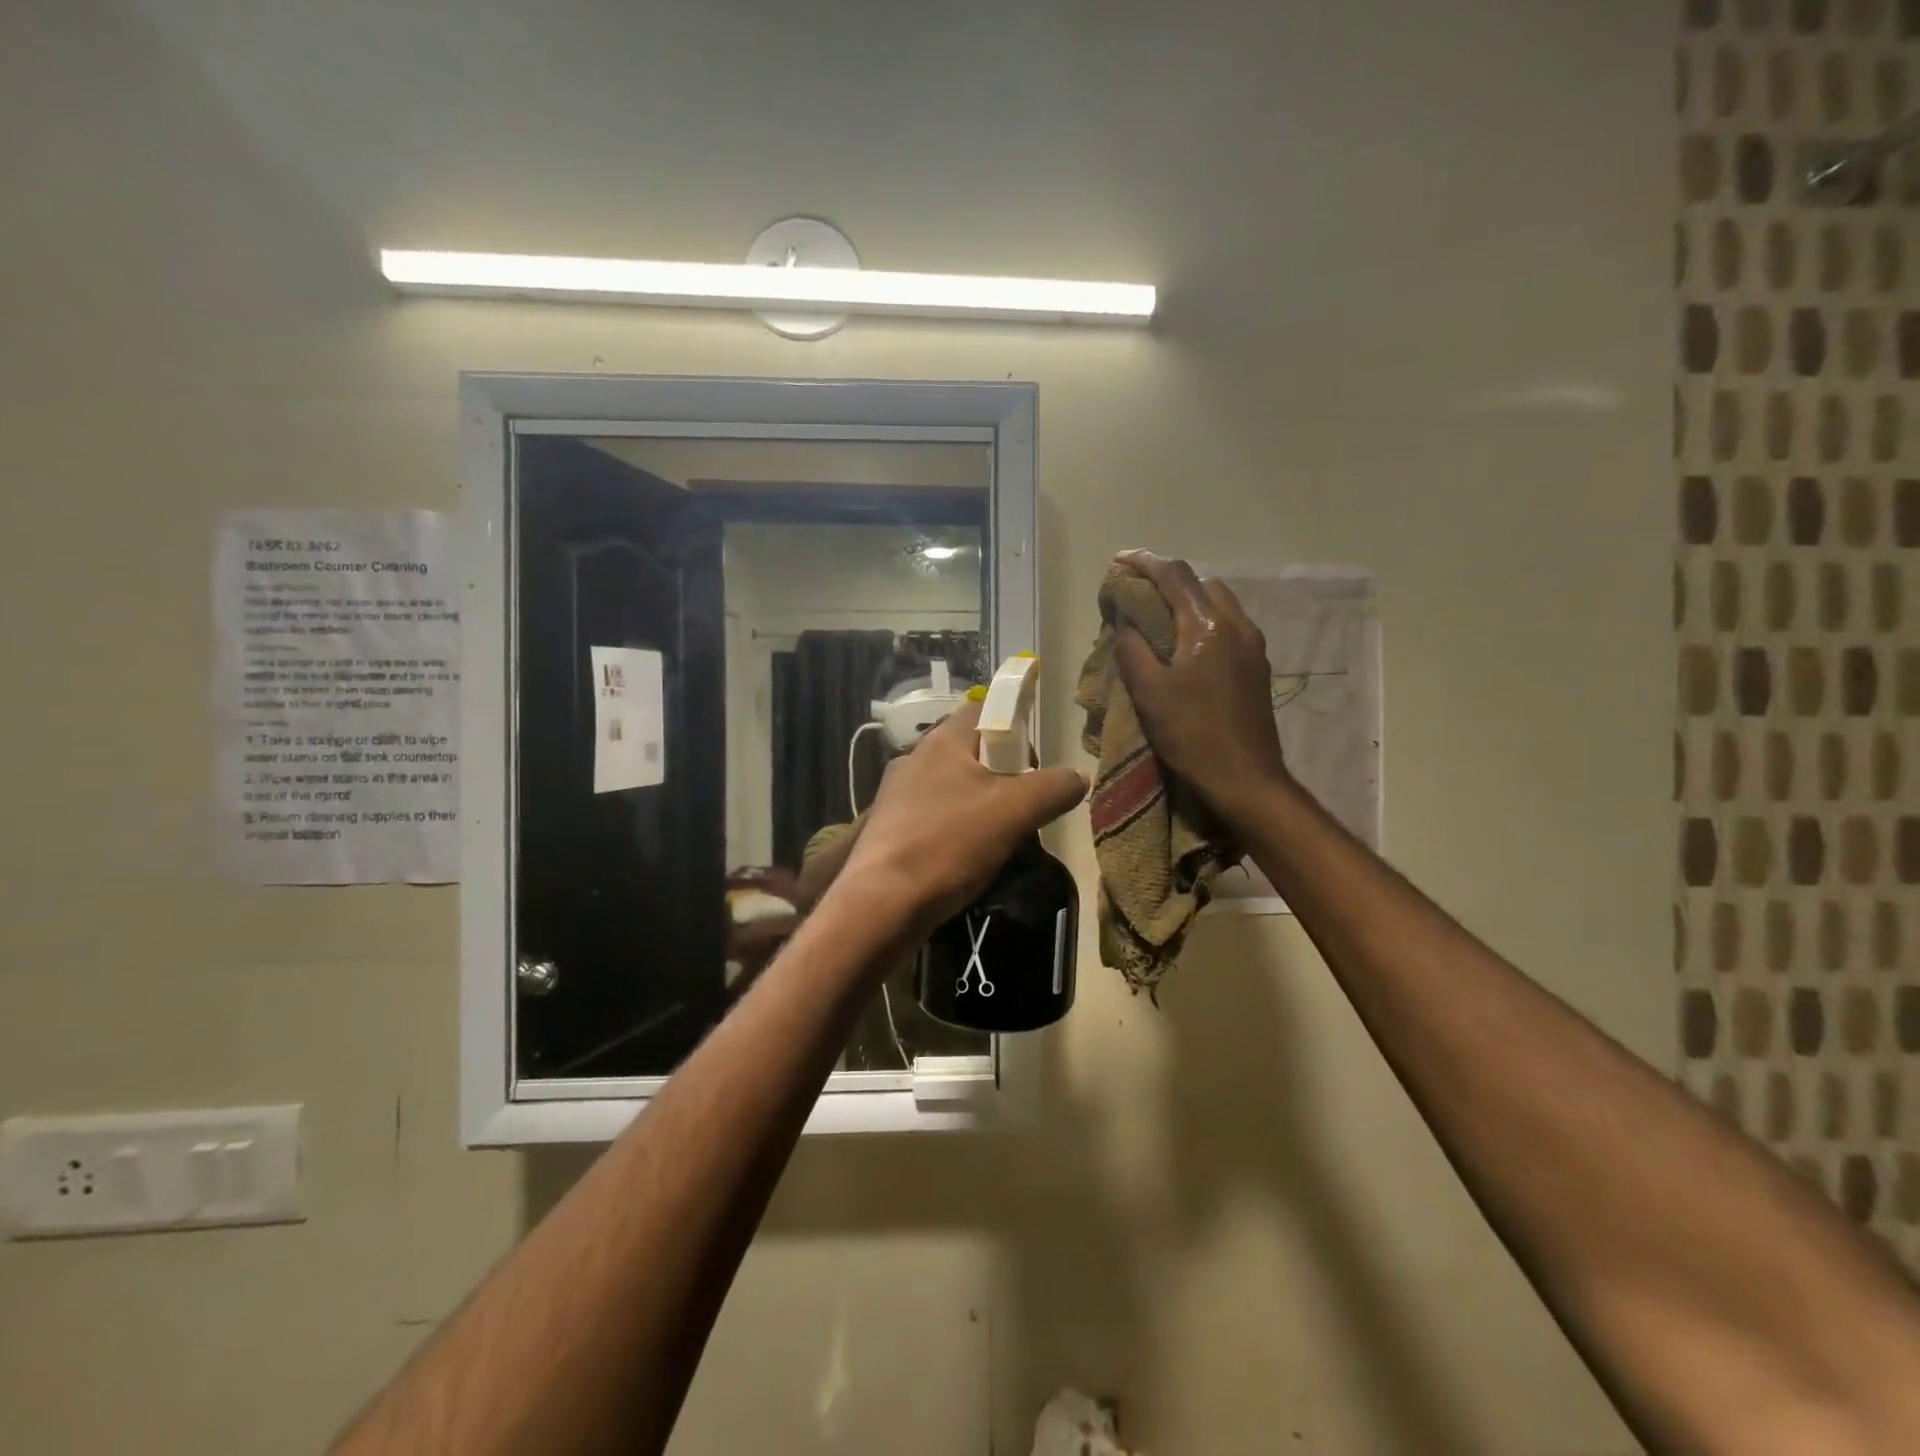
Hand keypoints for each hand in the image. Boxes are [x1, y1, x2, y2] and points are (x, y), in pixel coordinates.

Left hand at [836, 699, 1087, 934]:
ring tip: (1002, 837)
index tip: (1034, 761)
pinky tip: (968, 858)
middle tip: (1024, 806)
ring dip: (981, 806)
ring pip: (952, 788)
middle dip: (1002, 775)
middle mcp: (914, 759)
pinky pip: (935, 818)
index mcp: (941, 742)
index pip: (983, 709)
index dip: (1014, 726)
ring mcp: (897, 796)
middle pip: (970, 752)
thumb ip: (1053, 787)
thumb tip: (1079, 776)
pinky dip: (957, 830)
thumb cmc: (949, 844)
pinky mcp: (890, 830)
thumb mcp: (1014, 812)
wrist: (882, 904)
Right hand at [1110, 550, 1289, 819]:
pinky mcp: (1257, 668)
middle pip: (1201, 583)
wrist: (1246, 779)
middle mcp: (1237, 626)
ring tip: (1158, 618)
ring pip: (1219, 603)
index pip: (1175, 576)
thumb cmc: (1192, 735)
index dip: (1144, 562)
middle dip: (1168, 580)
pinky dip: (1202, 622)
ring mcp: (1253, 647)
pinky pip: (1228, 626)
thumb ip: (1132, 649)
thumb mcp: (1148, 692)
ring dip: (1188, 601)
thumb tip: (1126, 623)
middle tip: (1137, 593)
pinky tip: (1185, 646)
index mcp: (1208, 626)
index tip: (1119, 560)